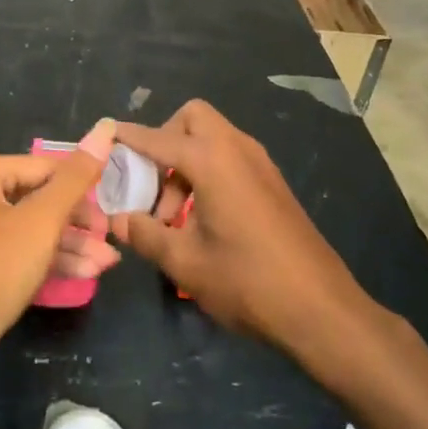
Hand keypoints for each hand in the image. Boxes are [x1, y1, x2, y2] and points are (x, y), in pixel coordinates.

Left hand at [0, 121, 120, 407]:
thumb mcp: (40, 223)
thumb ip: (75, 179)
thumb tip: (103, 129)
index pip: (45, 167)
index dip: (83, 187)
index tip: (113, 209)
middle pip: (37, 198)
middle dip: (77, 223)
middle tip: (111, 240)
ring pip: (28, 230)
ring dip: (68, 246)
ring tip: (107, 264)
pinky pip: (15, 253)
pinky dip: (45, 261)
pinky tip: (82, 275)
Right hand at [110, 100, 370, 362]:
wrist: (321, 309)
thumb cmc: (247, 281)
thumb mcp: (185, 263)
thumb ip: (145, 234)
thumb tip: (117, 219)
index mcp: (212, 160)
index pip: (158, 138)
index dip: (129, 137)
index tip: (106, 135)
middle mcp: (237, 148)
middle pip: (192, 119)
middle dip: (165, 140)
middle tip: (151, 183)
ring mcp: (259, 163)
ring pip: (212, 138)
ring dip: (186, 162)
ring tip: (172, 217)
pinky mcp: (272, 182)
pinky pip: (230, 156)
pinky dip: (208, 171)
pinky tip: (202, 219)